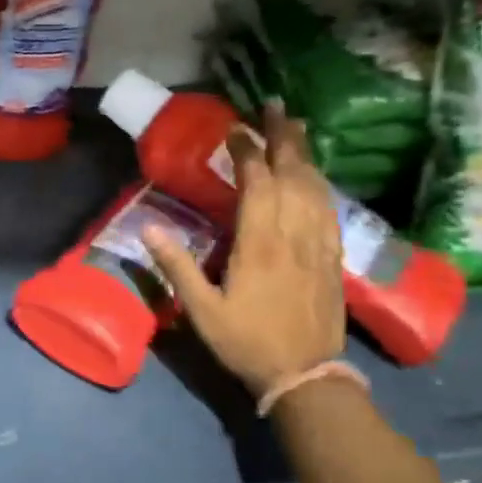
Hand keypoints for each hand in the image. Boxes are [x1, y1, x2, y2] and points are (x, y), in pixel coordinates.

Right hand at [145, 104, 346, 396]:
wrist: (305, 375)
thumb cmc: (247, 343)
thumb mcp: (202, 310)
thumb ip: (176, 266)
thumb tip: (148, 227)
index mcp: (260, 244)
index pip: (257, 183)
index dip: (247, 151)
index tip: (235, 129)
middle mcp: (293, 235)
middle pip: (293, 174)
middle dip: (283, 137)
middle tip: (275, 106)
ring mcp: (318, 245)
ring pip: (315, 187)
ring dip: (305, 153)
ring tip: (297, 127)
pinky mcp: (333, 258)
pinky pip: (329, 209)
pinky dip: (321, 184)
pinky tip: (316, 176)